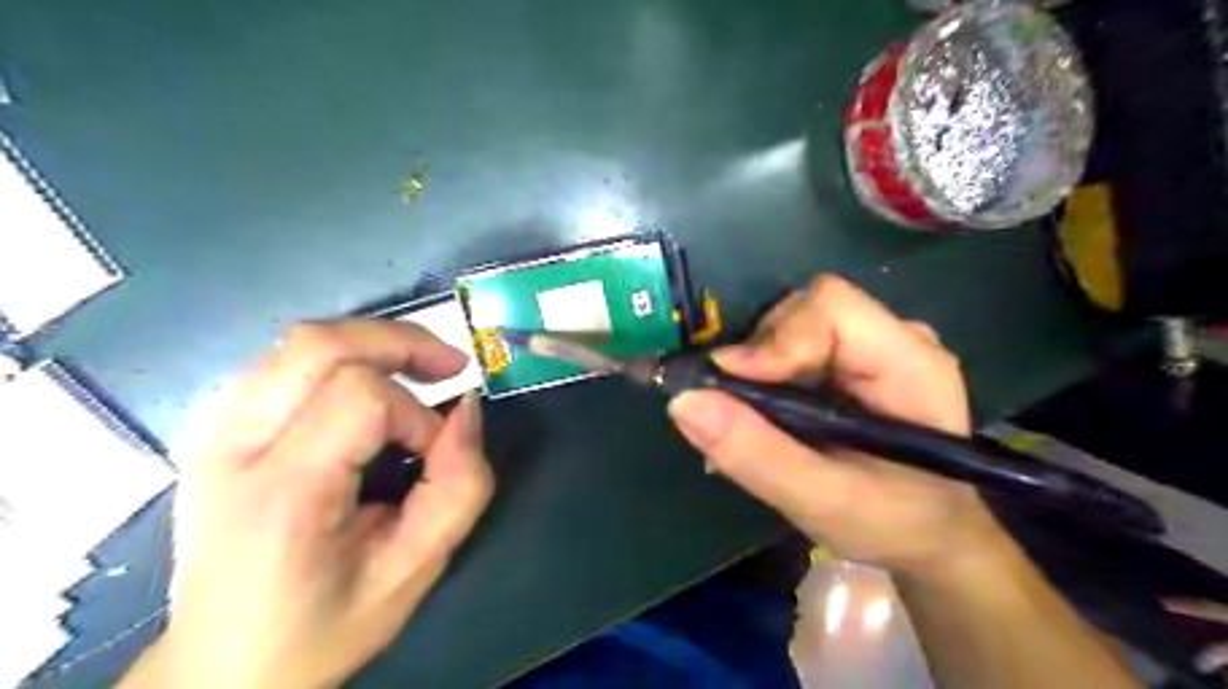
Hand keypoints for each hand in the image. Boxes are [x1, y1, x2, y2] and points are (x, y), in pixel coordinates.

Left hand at [120, 321, 491, 687]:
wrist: (223, 668)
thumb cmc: (324, 627)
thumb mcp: (412, 571)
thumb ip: (458, 488)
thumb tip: (468, 410)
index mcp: (282, 492)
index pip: (359, 398)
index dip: (416, 414)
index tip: (435, 453)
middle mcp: (234, 447)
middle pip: (319, 344)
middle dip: (400, 343)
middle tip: (450, 365)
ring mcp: (215, 433)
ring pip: (299, 342)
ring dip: (372, 343)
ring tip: (417, 370)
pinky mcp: (217, 431)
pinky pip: (284, 363)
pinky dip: (341, 358)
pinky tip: (368, 387)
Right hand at [668, 275, 1001, 579]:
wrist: (930, 539)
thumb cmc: (895, 525)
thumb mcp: (821, 501)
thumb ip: (755, 454)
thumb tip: (683, 401)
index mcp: (909, 363)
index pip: (830, 308)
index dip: (774, 339)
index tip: (729, 385)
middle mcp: (892, 340)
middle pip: (803, 312)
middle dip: (758, 359)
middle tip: (735, 415)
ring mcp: (871, 349)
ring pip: (789, 329)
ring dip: (753, 374)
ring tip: (743, 427)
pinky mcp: (849, 364)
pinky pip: (790, 350)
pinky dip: (760, 382)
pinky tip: (757, 422)